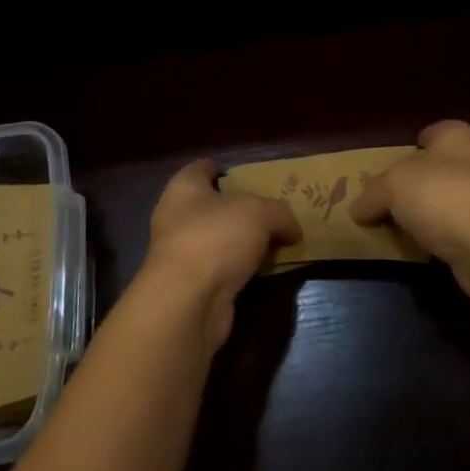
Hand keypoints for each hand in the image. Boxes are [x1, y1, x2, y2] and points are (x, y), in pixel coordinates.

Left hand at [138, 160, 301, 348]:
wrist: (188, 301)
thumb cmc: (216, 237)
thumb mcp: (259, 212)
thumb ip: (279, 213)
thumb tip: (292, 229)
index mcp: (184, 188)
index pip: (203, 168)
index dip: (224, 169)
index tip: (248, 176)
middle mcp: (177, 217)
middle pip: (213, 206)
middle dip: (241, 210)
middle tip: (273, 212)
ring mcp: (182, 254)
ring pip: (219, 240)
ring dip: (243, 243)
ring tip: (276, 242)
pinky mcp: (192, 286)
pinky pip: (223, 269)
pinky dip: (242, 269)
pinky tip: (266, 271)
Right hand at [349, 121, 469, 300]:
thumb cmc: (443, 196)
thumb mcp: (392, 186)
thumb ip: (372, 194)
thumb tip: (357, 209)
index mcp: (459, 136)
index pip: (432, 133)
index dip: (410, 147)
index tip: (388, 168)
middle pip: (440, 168)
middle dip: (416, 184)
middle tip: (386, 201)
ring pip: (450, 201)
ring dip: (429, 214)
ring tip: (398, 228)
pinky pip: (459, 230)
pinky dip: (441, 237)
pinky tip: (421, 249)